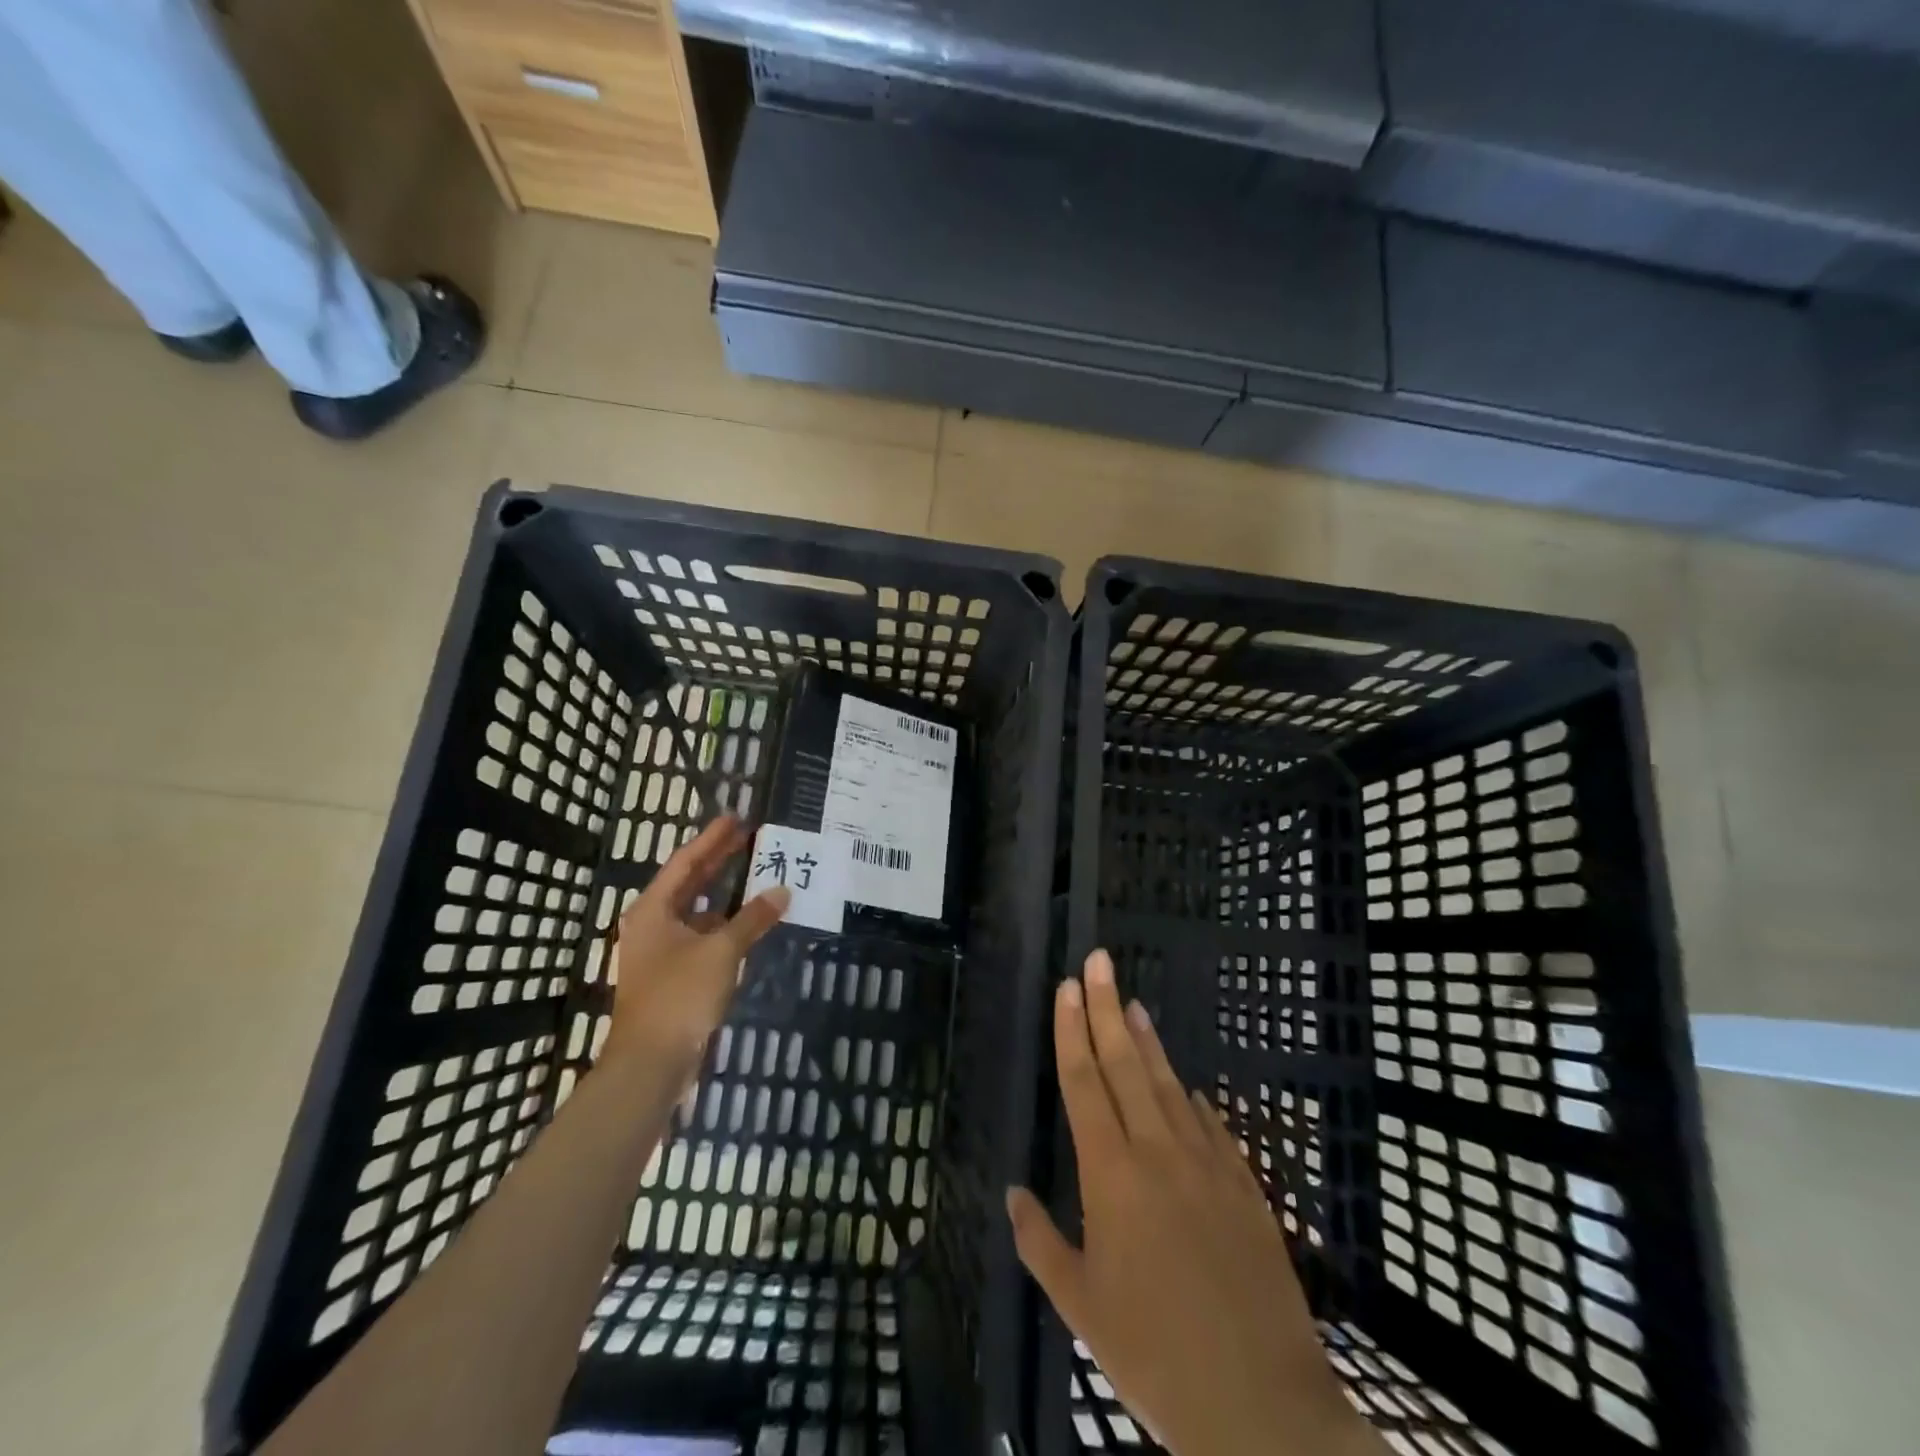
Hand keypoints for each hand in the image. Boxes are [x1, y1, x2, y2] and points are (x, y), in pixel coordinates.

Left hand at [604, 816, 789, 1072]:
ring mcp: (660, 952)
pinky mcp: (671, 976)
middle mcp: (652, 924)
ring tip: (753, 873)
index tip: (736, 818)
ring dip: (723, 894)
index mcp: (653, 910)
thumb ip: (752, 918)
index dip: (712, 839)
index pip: (686, 862)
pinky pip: (701, 936)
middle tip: (747, 837)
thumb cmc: (680, 996)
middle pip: (688, 883)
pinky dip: (723, 925)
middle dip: (717, 860)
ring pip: (696, 912)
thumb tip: (782, 890)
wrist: (650, 1064)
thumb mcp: (720, 951)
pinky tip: (747, 922)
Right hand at [1006, 950, 1385, 1455]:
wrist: (1261, 1407)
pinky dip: (1193, 1100)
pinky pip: (1212, 1127)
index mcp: (1112, 1176)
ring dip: (1149, 1041)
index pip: (1084, 1083)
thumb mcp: (1082, 1308)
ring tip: (1133, 1002)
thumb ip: (1041, 1243)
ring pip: (1169, 1086)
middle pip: (1125, 1065)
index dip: (1072, 1031)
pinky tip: (1186, 1085)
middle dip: (1106, 1008)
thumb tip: (1014, 1193)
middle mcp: (1158, 1153)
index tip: (1067, 987)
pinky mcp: (1245, 1187)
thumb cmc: (1155, 1355)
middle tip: (1099, 961)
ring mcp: (1208, 1165)